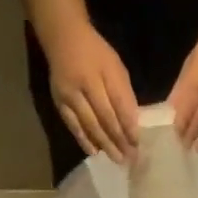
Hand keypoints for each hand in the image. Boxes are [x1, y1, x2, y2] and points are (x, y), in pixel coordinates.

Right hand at [42, 21, 138, 163]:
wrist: (62, 38)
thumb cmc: (95, 52)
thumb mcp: (115, 66)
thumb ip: (123, 93)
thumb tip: (132, 123)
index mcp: (102, 72)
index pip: (118, 104)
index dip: (128, 125)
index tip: (138, 143)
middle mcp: (84, 84)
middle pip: (104, 118)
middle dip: (119, 140)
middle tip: (130, 158)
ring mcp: (69, 95)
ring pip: (90, 125)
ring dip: (104, 144)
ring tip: (117, 159)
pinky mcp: (59, 103)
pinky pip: (73, 126)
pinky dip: (84, 140)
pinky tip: (94, 152)